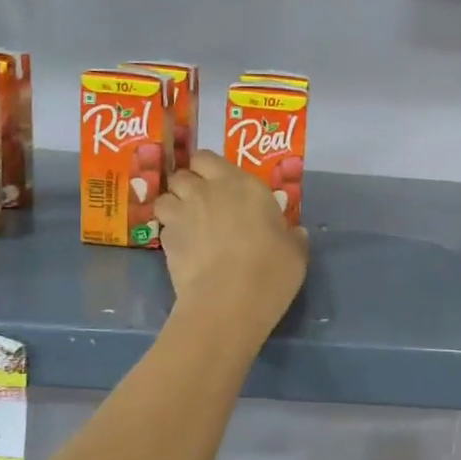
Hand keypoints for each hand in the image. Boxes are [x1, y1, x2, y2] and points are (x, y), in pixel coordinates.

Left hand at [155, 151, 307, 334]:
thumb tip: (295, 233)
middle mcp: (207, 191)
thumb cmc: (271, 269)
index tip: (220, 184)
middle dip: (188, 185)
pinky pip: (164, 228)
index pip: (208, 158)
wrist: (230, 301)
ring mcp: (182, 215)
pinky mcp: (166, 241)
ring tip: (187, 224)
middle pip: (182, 174)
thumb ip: (292, 237)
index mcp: (242, 184)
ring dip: (173, 206)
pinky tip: (184, 249)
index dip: (208, 169)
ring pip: (165, 198)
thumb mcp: (295, 252)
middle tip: (203, 204)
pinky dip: (171, 234)